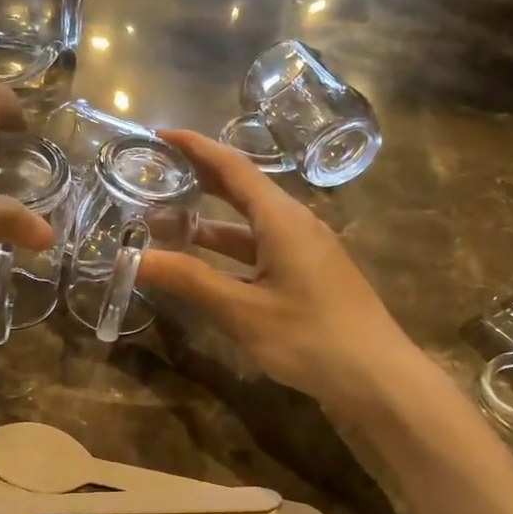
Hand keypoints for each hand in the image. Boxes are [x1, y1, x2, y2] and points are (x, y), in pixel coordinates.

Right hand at [136, 131, 420, 410]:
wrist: (378, 378)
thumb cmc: (310, 337)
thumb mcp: (243, 311)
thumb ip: (189, 281)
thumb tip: (134, 259)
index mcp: (282, 219)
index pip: (233, 167)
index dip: (195, 147)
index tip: (158, 135)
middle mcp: (295, 224)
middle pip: (241, 189)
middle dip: (198, 180)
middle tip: (154, 177)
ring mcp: (305, 251)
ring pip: (249, 225)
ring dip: (209, 223)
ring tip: (164, 225)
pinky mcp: (308, 275)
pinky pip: (260, 249)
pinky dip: (228, 251)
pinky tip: (205, 266)